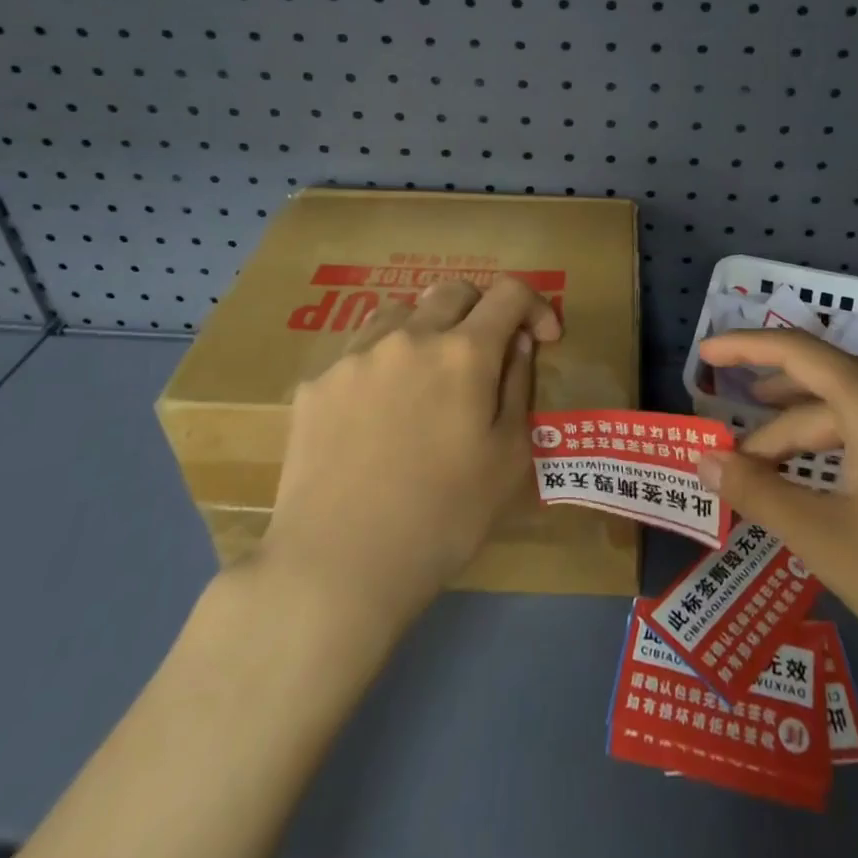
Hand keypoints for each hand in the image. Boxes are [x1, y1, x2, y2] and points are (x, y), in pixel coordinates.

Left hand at [256, 276, 561, 625]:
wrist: (336, 566)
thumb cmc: (442, 518)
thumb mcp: (508, 459)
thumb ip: (519, 387)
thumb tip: (517, 344)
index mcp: (464, 352)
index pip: (510, 293)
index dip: (535, 306)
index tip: (541, 339)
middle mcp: (410, 336)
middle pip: (454, 291)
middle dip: (481, 311)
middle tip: (485, 354)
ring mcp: (356, 355)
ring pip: (401, 311)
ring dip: (427, 329)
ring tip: (426, 376)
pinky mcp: (316, 383)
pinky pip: (358, 352)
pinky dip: (382, 364)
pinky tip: (375, 413)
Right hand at [695, 328, 857, 688]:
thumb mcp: (824, 537)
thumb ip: (757, 490)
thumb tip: (703, 461)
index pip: (798, 352)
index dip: (745, 348)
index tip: (704, 355)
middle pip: (823, 393)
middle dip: (771, 422)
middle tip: (728, 453)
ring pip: (852, 419)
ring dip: (803, 442)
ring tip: (763, 471)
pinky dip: (839, 455)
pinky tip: (820, 486)